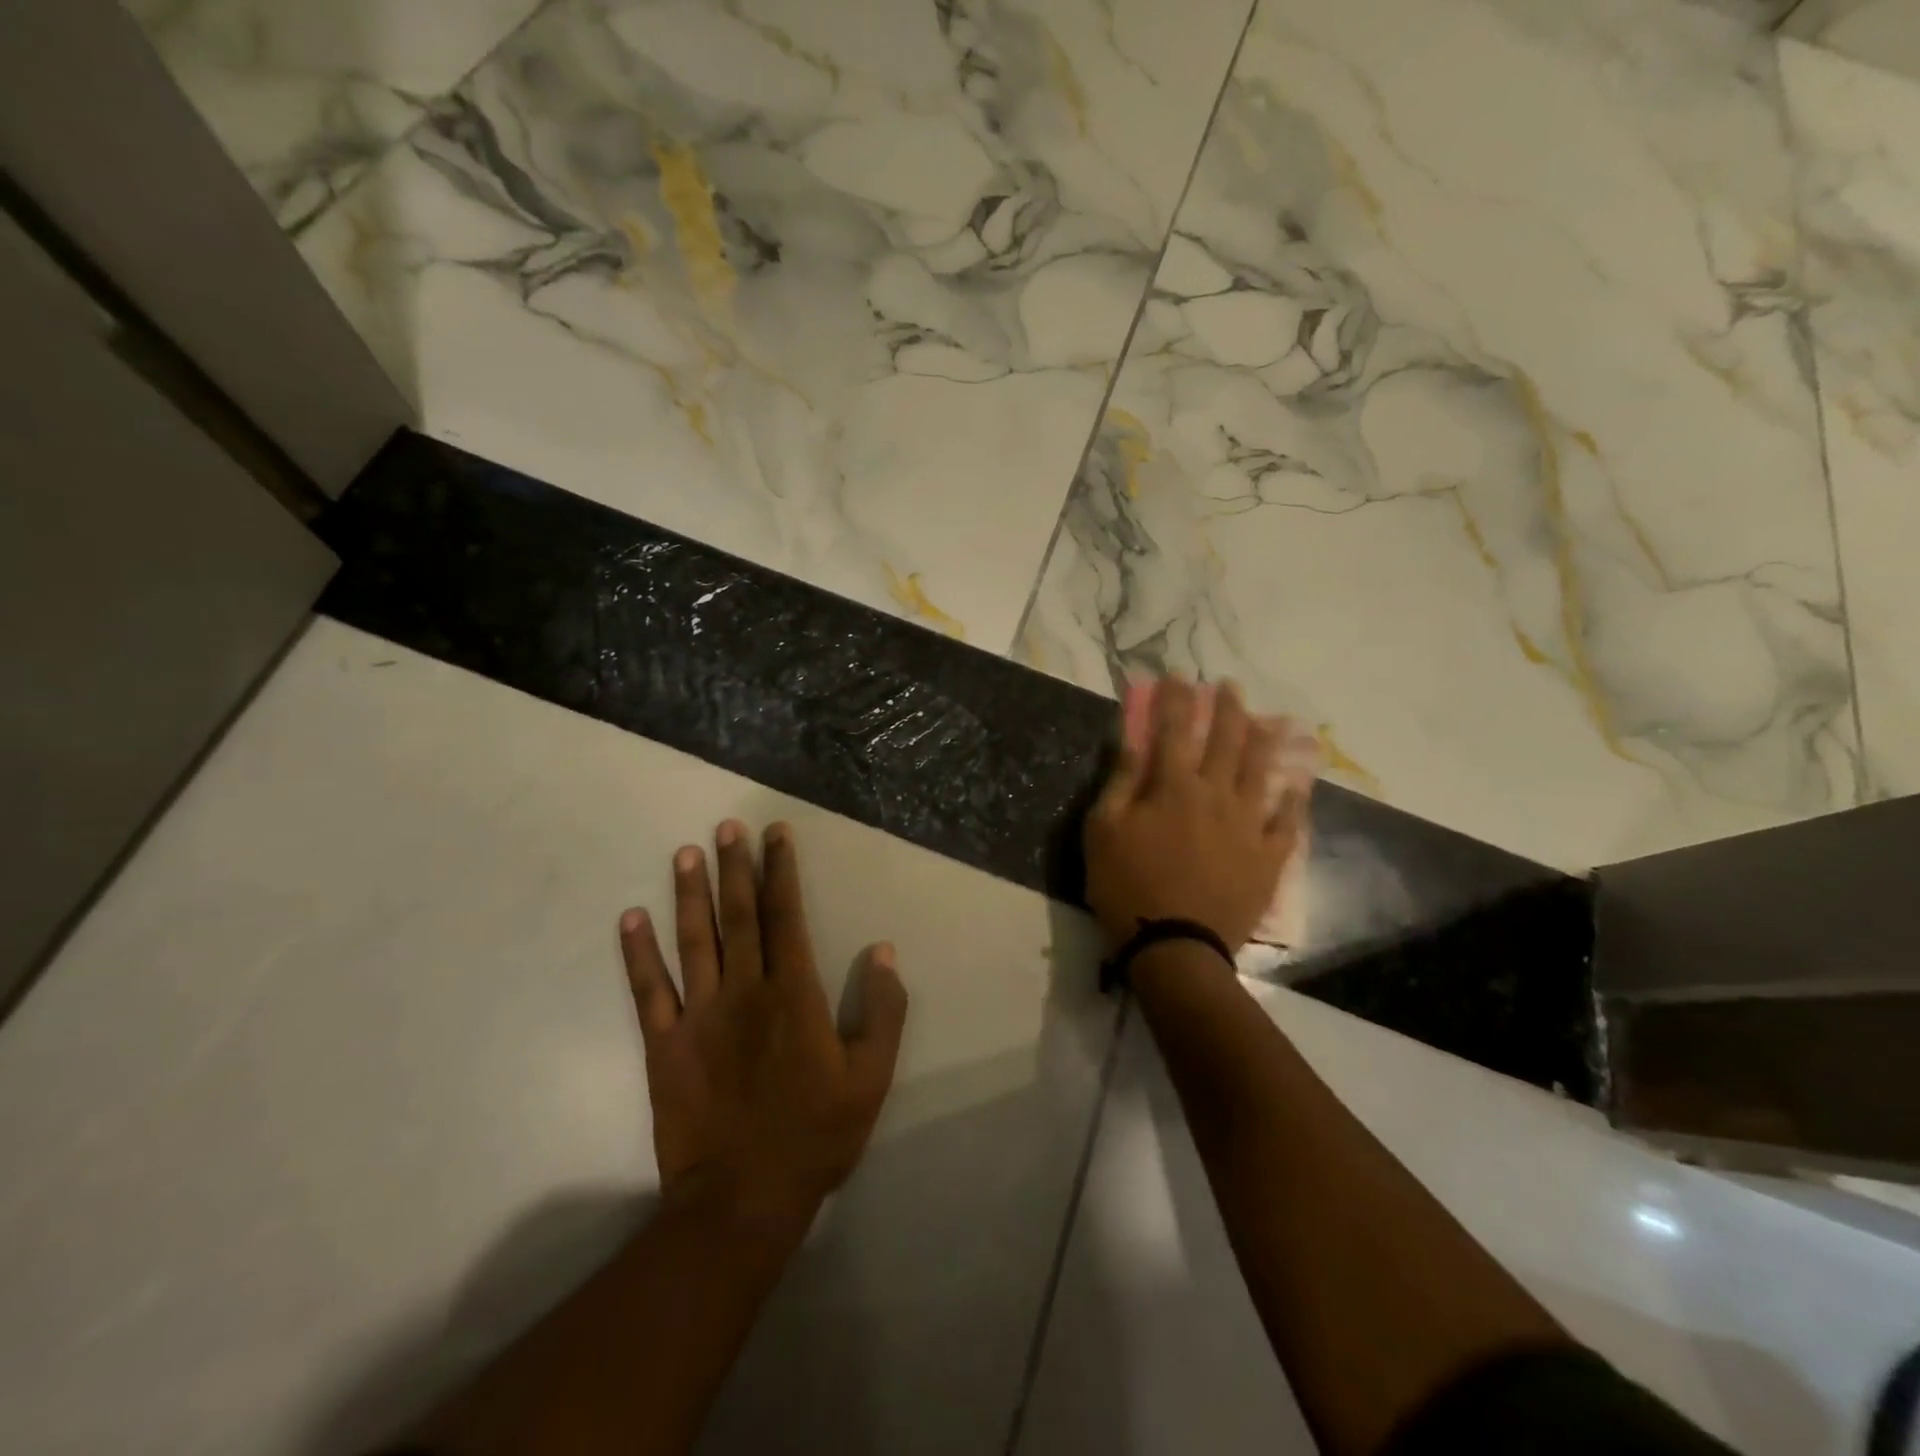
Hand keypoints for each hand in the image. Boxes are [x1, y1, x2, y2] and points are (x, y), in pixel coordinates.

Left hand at [618, 819, 908, 1226]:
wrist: (743, 1199)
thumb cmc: (815, 1134)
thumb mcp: (871, 1078)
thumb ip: (882, 1011)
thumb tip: (883, 951)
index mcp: (794, 995)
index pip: (787, 917)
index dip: (781, 872)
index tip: (775, 835)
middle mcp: (745, 991)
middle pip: (739, 916)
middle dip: (735, 868)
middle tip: (726, 828)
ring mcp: (700, 1016)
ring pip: (694, 941)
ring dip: (689, 895)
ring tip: (684, 854)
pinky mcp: (665, 1045)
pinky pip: (649, 990)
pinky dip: (637, 953)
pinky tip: (630, 918)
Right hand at [1084, 677, 1311, 951]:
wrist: (1175, 949)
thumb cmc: (1127, 887)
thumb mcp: (1104, 830)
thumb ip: (1122, 780)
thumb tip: (1133, 738)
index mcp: (1173, 787)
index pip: (1173, 729)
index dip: (1174, 699)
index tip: (1176, 676)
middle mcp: (1216, 795)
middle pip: (1225, 741)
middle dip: (1226, 708)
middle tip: (1229, 687)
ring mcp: (1248, 826)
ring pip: (1260, 772)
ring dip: (1262, 740)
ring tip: (1266, 720)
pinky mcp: (1268, 858)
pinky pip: (1287, 823)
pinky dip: (1293, 801)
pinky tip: (1298, 785)